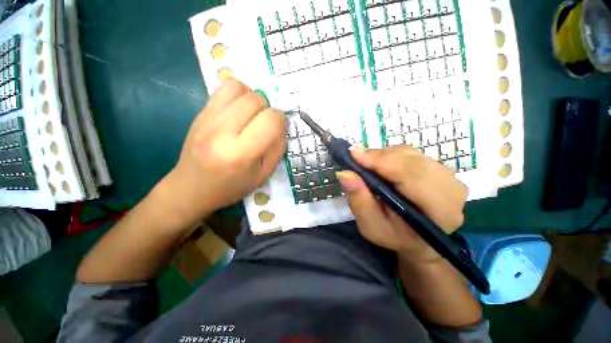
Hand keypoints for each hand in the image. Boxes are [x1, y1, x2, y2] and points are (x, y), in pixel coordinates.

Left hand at [160, 79, 286, 225]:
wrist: (191, 188)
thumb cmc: (232, 187)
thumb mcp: (263, 175)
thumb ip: (277, 149)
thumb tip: (281, 125)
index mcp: (241, 153)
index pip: (271, 120)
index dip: (281, 121)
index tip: (278, 129)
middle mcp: (222, 132)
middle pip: (256, 100)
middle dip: (268, 109)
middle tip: (264, 125)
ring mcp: (207, 119)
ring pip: (239, 88)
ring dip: (253, 99)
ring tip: (252, 115)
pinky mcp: (200, 113)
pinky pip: (223, 89)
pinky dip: (238, 94)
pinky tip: (239, 110)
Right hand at [337, 146, 467, 262]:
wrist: (418, 239)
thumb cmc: (394, 236)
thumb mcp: (371, 226)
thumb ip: (359, 200)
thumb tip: (345, 173)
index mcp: (440, 211)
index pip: (411, 175)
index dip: (381, 161)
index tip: (354, 154)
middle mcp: (452, 189)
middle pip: (411, 160)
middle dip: (379, 157)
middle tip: (356, 159)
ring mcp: (449, 176)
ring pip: (411, 154)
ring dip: (384, 156)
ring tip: (368, 165)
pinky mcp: (441, 169)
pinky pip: (413, 154)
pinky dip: (391, 156)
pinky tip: (382, 166)